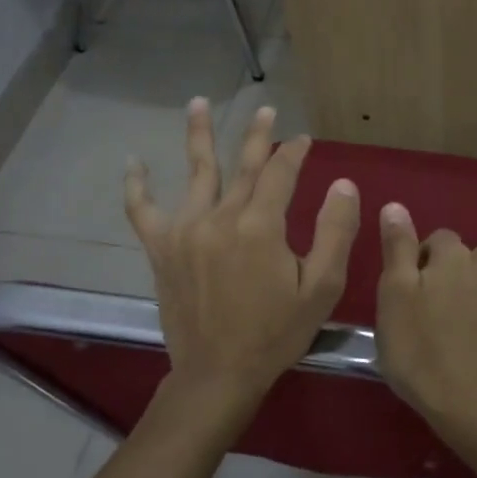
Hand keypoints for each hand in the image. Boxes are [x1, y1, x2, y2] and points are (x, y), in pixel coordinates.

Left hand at [125, 100, 359, 411]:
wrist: (219, 374)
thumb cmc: (277, 332)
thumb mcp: (321, 286)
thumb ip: (335, 231)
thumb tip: (343, 184)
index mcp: (260, 225)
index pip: (280, 172)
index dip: (294, 152)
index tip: (304, 140)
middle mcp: (220, 217)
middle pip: (243, 165)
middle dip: (257, 136)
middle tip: (266, 110)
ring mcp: (185, 230)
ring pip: (196, 173)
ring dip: (199, 135)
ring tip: (199, 103)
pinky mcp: (161, 249)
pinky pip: (144, 210)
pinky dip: (137, 186)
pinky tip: (134, 163)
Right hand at [374, 202, 476, 432]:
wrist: (467, 402)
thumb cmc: (418, 349)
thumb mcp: (393, 296)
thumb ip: (398, 248)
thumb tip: (396, 206)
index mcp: (452, 259)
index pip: (440, 238)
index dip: (426, 255)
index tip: (414, 282)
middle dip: (466, 264)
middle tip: (447, 294)